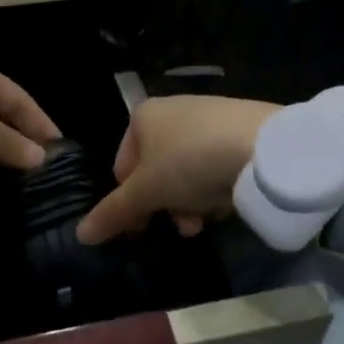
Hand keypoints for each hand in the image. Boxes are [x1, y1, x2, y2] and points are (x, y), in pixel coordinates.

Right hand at [76, 96, 279, 243]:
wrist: (263, 146)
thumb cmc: (190, 163)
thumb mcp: (146, 192)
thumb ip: (113, 212)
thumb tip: (81, 234)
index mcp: (143, 116)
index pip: (122, 166)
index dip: (129, 201)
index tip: (145, 226)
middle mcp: (172, 110)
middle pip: (157, 171)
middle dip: (167, 205)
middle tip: (184, 226)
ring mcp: (208, 117)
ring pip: (187, 171)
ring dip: (192, 201)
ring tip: (208, 218)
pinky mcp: (239, 128)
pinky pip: (216, 164)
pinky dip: (218, 185)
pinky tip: (230, 200)